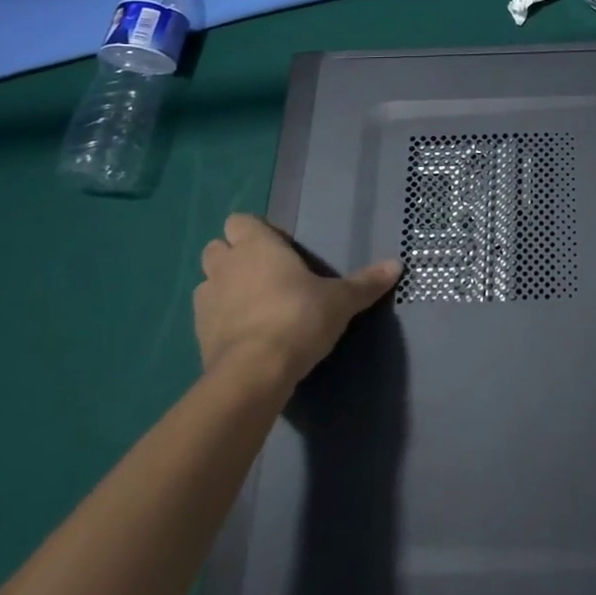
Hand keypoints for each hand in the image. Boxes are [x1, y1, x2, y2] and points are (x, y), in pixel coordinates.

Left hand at [194, 213, 401, 385]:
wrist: (254, 373)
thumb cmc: (299, 319)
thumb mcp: (341, 300)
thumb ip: (366, 283)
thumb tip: (397, 264)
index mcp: (257, 246)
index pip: (240, 221)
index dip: (256, 232)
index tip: (280, 249)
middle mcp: (227, 266)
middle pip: (217, 247)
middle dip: (234, 257)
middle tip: (266, 275)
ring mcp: (207, 301)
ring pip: (207, 281)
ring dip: (224, 287)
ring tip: (253, 305)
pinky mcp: (198, 335)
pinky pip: (206, 316)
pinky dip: (220, 319)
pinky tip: (244, 334)